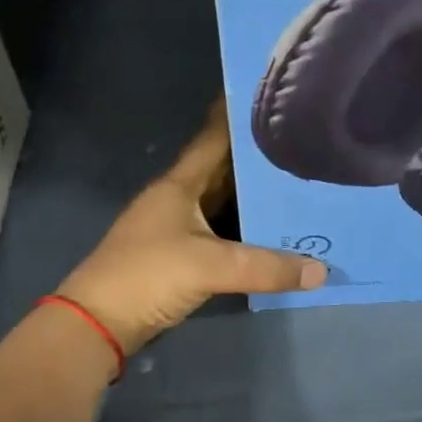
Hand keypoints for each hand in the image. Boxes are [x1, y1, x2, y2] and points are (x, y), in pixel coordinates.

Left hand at [57, 101, 326, 353]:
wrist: (99, 323)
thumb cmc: (148, 275)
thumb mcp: (211, 266)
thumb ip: (267, 267)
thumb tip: (322, 271)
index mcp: (179, 185)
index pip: (213, 138)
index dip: (238, 116)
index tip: (272, 98)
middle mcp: (180, 200)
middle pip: (225, 171)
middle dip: (260, 160)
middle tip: (304, 146)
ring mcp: (179, 229)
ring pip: (226, 204)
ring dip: (257, 197)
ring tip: (301, 185)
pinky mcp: (183, 257)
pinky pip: (225, 235)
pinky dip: (249, 231)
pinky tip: (277, 232)